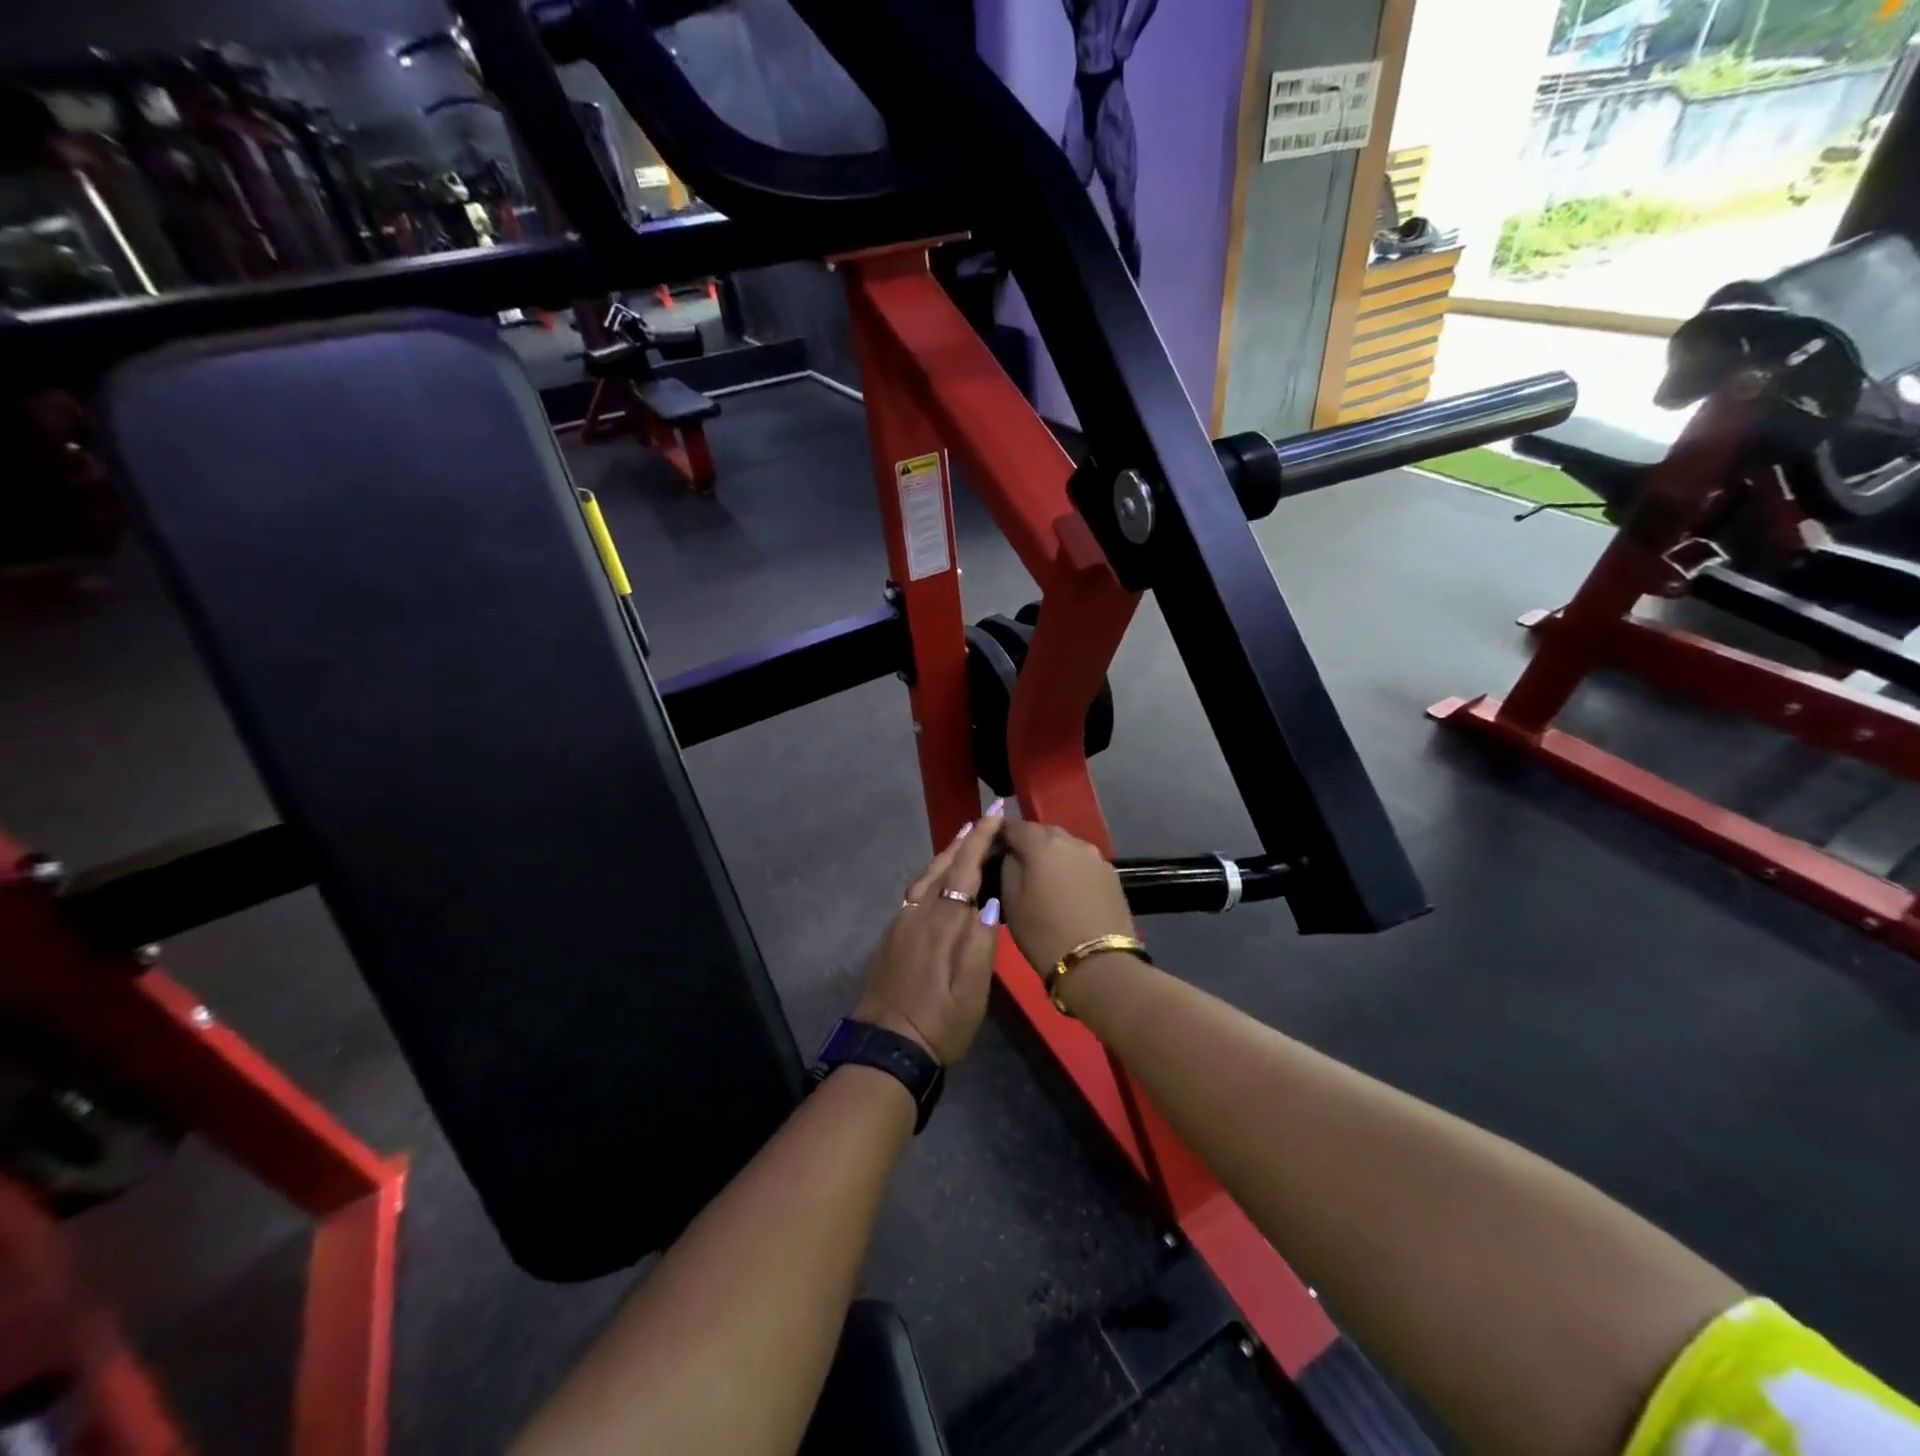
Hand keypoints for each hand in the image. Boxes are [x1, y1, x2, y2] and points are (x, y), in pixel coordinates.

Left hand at [854, 806, 1006, 1065]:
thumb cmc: (939, 1023)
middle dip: (963, 840)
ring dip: (946, 855)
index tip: (994, 812)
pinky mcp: (892, 936)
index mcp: (942, 924)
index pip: (963, 870)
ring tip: (964, 842)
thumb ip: (981, 944)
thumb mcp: (972, 992)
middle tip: (982, 820)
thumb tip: (991, 901)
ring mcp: (901, 924)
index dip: (980, 840)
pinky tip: (939, 882)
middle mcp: (918, 914)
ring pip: (925, 877)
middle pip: (941, 866)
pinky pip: (916, 892)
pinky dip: (932, 876)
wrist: (885, 1048)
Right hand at [997, 820, 1135, 975]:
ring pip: (1066, 846)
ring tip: (1045, 881)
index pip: (1014, 826)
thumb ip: (1007, 866)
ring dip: (1053, 856)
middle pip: (1043, 832)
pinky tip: (1069, 891)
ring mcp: (1095, 856)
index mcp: (1042, 843)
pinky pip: (1083, 862)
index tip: (993, 852)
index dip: (1001, 836)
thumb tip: (1010, 853)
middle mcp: (1071, 840)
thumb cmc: (1044, 933)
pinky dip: (1072, 869)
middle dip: (1029, 844)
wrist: (1099, 964)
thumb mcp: (1011, 902)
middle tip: (1018, 867)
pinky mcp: (1111, 874)